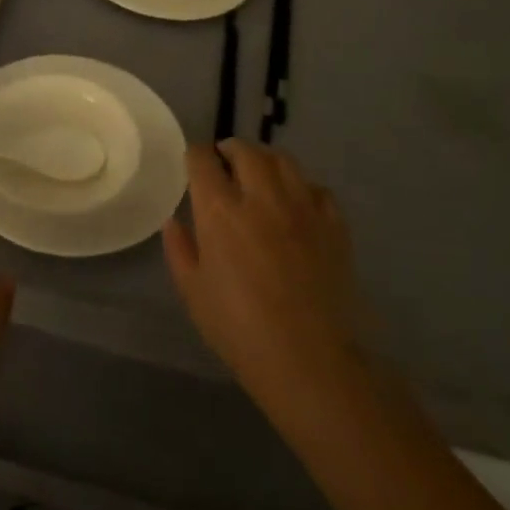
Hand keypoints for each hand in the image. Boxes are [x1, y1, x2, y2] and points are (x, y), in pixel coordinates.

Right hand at [164, 141, 359, 428]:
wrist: (310, 360)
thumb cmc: (239, 329)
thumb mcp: (194, 292)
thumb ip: (180, 249)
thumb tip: (175, 221)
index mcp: (220, 210)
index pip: (203, 160)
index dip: (195, 156)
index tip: (194, 164)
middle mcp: (261, 197)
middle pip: (246, 151)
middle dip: (230, 149)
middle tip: (225, 161)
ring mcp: (302, 207)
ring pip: (284, 161)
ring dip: (266, 159)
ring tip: (260, 173)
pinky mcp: (334, 225)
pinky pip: (317, 188)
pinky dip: (302, 187)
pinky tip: (297, 203)